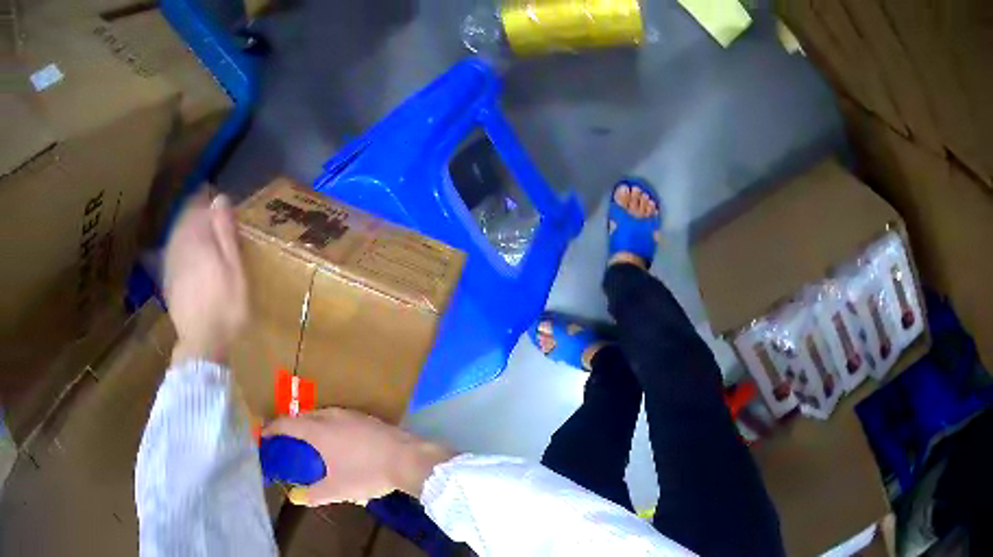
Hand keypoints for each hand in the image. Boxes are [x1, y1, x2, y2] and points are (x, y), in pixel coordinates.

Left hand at [164, 194, 247, 364]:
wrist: (202, 344)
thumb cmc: (225, 307)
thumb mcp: (235, 270)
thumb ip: (225, 233)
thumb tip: (219, 198)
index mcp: (196, 239)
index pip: (197, 206)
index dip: (206, 198)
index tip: (216, 195)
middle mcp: (178, 246)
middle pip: (183, 218)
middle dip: (195, 211)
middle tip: (210, 211)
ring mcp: (170, 264)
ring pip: (175, 234)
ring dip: (186, 227)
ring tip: (200, 229)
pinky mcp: (167, 280)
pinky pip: (171, 251)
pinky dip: (180, 246)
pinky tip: (187, 253)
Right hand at [262, 408, 454, 505]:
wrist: (408, 459)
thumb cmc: (367, 473)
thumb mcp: (338, 489)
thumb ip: (314, 494)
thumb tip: (296, 498)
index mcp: (318, 430)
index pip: (287, 423)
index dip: (273, 428)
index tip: (264, 435)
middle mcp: (331, 416)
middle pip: (303, 416)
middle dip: (291, 426)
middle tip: (285, 440)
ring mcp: (350, 414)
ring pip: (322, 414)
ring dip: (311, 424)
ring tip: (309, 439)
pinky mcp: (366, 418)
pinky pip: (338, 417)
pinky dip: (329, 425)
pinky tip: (337, 439)